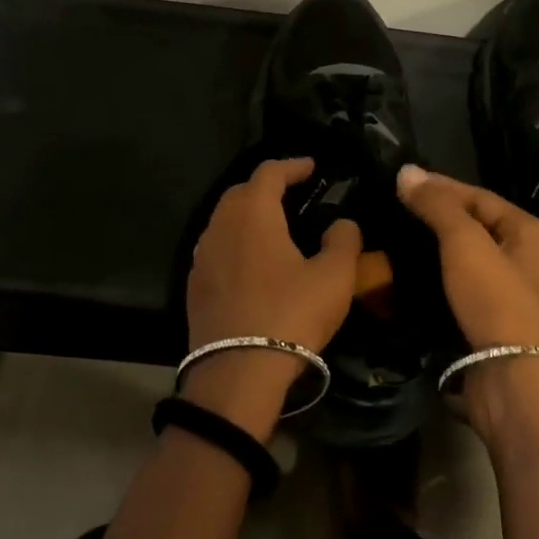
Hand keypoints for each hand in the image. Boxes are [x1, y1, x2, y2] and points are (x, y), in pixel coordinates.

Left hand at [183, 158, 360, 436]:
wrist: (236, 374)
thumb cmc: (290, 315)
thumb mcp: (334, 277)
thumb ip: (344, 240)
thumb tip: (342, 223)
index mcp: (253, 213)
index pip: (269, 172)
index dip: (292, 165)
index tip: (312, 167)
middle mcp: (220, 224)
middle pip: (242, 191)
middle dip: (267, 186)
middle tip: (294, 194)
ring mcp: (201, 256)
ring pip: (225, 220)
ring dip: (249, 215)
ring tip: (275, 227)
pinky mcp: (194, 285)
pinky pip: (216, 248)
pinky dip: (236, 243)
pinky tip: (254, 263)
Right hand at [395, 165, 538, 350]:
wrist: (518, 385)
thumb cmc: (498, 301)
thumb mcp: (465, 243)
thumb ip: (437, 205)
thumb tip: (406, 170)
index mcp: (530, 232)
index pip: (479, 196)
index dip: (441, 186)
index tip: (403, 181)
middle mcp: (527, 259)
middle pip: (476, 226)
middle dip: (438, 216)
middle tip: (396, 208)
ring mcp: (513, 296)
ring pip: (468, 260)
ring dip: (436, 249)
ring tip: (398, 238)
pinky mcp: (495, 326)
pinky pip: (463, 289)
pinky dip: (439, 279)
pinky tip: (412, 277)